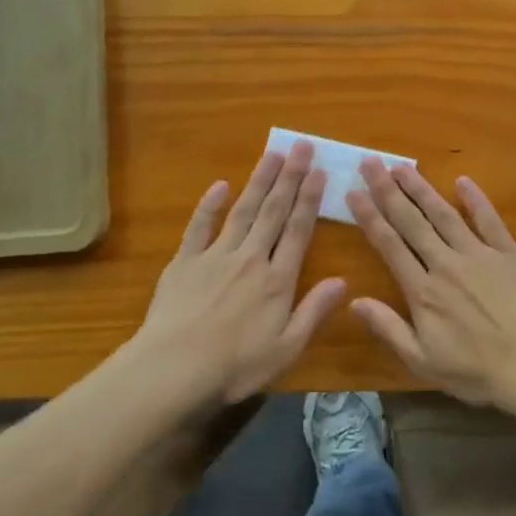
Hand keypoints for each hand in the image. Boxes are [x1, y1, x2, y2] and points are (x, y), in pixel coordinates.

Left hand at [125, 141, 346, 407]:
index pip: (298, 231)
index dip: (310, 200)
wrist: (173, 369)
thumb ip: (314, 311)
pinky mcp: (184, 262)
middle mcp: (251, 259)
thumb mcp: (287, 348)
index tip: (320, 172)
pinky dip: (210, 205)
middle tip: (301, 147)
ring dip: (259, 181)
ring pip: (242, 211)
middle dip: (290, 178)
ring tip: (273, 154)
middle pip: (273, 212)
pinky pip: (199, 227)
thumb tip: (342, 281)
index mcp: (278, 280)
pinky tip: (220, 185)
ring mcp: (215, 256)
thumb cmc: (236, 366)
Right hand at [346, 160, 515, 407]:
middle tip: (371, 163)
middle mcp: (446, 264)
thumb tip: (353, 301)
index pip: (389, 245)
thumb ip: (388, 328)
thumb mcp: (422, 361)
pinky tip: (463, 181)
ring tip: (403, 167)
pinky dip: (476, 200)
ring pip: (445, 215)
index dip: (369, 217)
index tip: (352, 192)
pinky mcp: (510, 254)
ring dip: (422, 189)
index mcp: (422, 291)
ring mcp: (480, 255)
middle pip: (412, 222)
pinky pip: (490, 220)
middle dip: (388, 191)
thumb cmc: (475, 371)